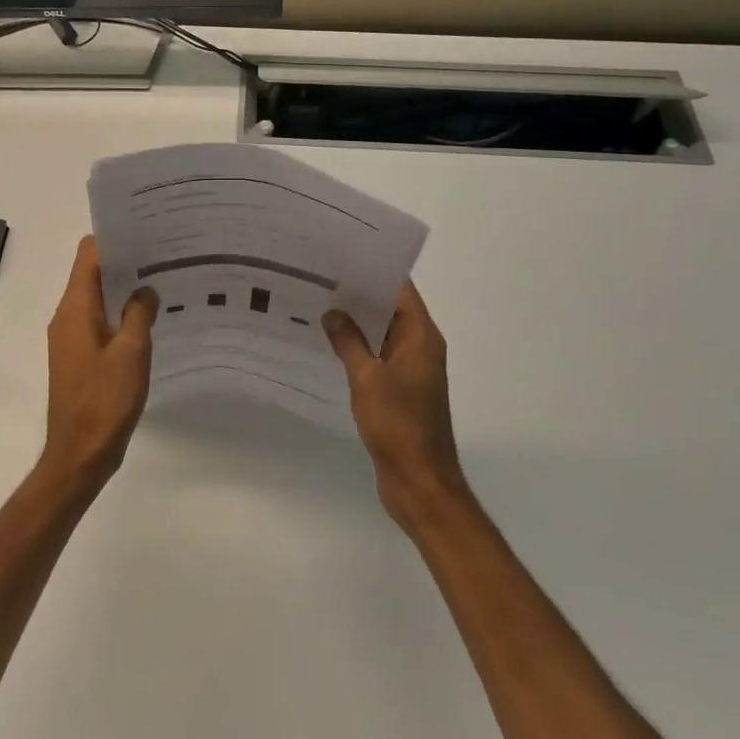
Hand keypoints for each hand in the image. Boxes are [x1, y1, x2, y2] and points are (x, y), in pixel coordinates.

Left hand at [42, 237, 157, 495]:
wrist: (80, 454)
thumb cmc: (104, 401)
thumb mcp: (132, 353)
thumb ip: (139, 313)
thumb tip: (145, 288)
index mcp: (75, 309)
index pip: (88, 254)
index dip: (114, 238)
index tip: (146, 232)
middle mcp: (67, 316)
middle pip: (92, 273)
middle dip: (125, 261)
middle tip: (164, 254)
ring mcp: (71, 338)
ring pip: (97, 298)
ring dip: (124, 289)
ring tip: (162, 281)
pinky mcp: (79, 357)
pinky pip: (99, 321)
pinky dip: (120, 314)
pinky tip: (150, 319)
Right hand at [324, 283, 469, 533]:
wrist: (419, 481)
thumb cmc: (398, 425)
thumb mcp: (367, 378)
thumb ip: (349, 342)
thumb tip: (333, 313)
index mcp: (422, 338)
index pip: (401, 290)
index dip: (375, 271)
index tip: (343, 257)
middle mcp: (420, 348)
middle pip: (391, 309)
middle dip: (359, 295)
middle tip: (320, 278)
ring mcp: (411, 371)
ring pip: (382, 335)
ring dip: (356, 323)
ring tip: (317, 304)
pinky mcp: (399, 391)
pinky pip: (377, 358)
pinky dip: (357, 348)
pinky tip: (327, 344)